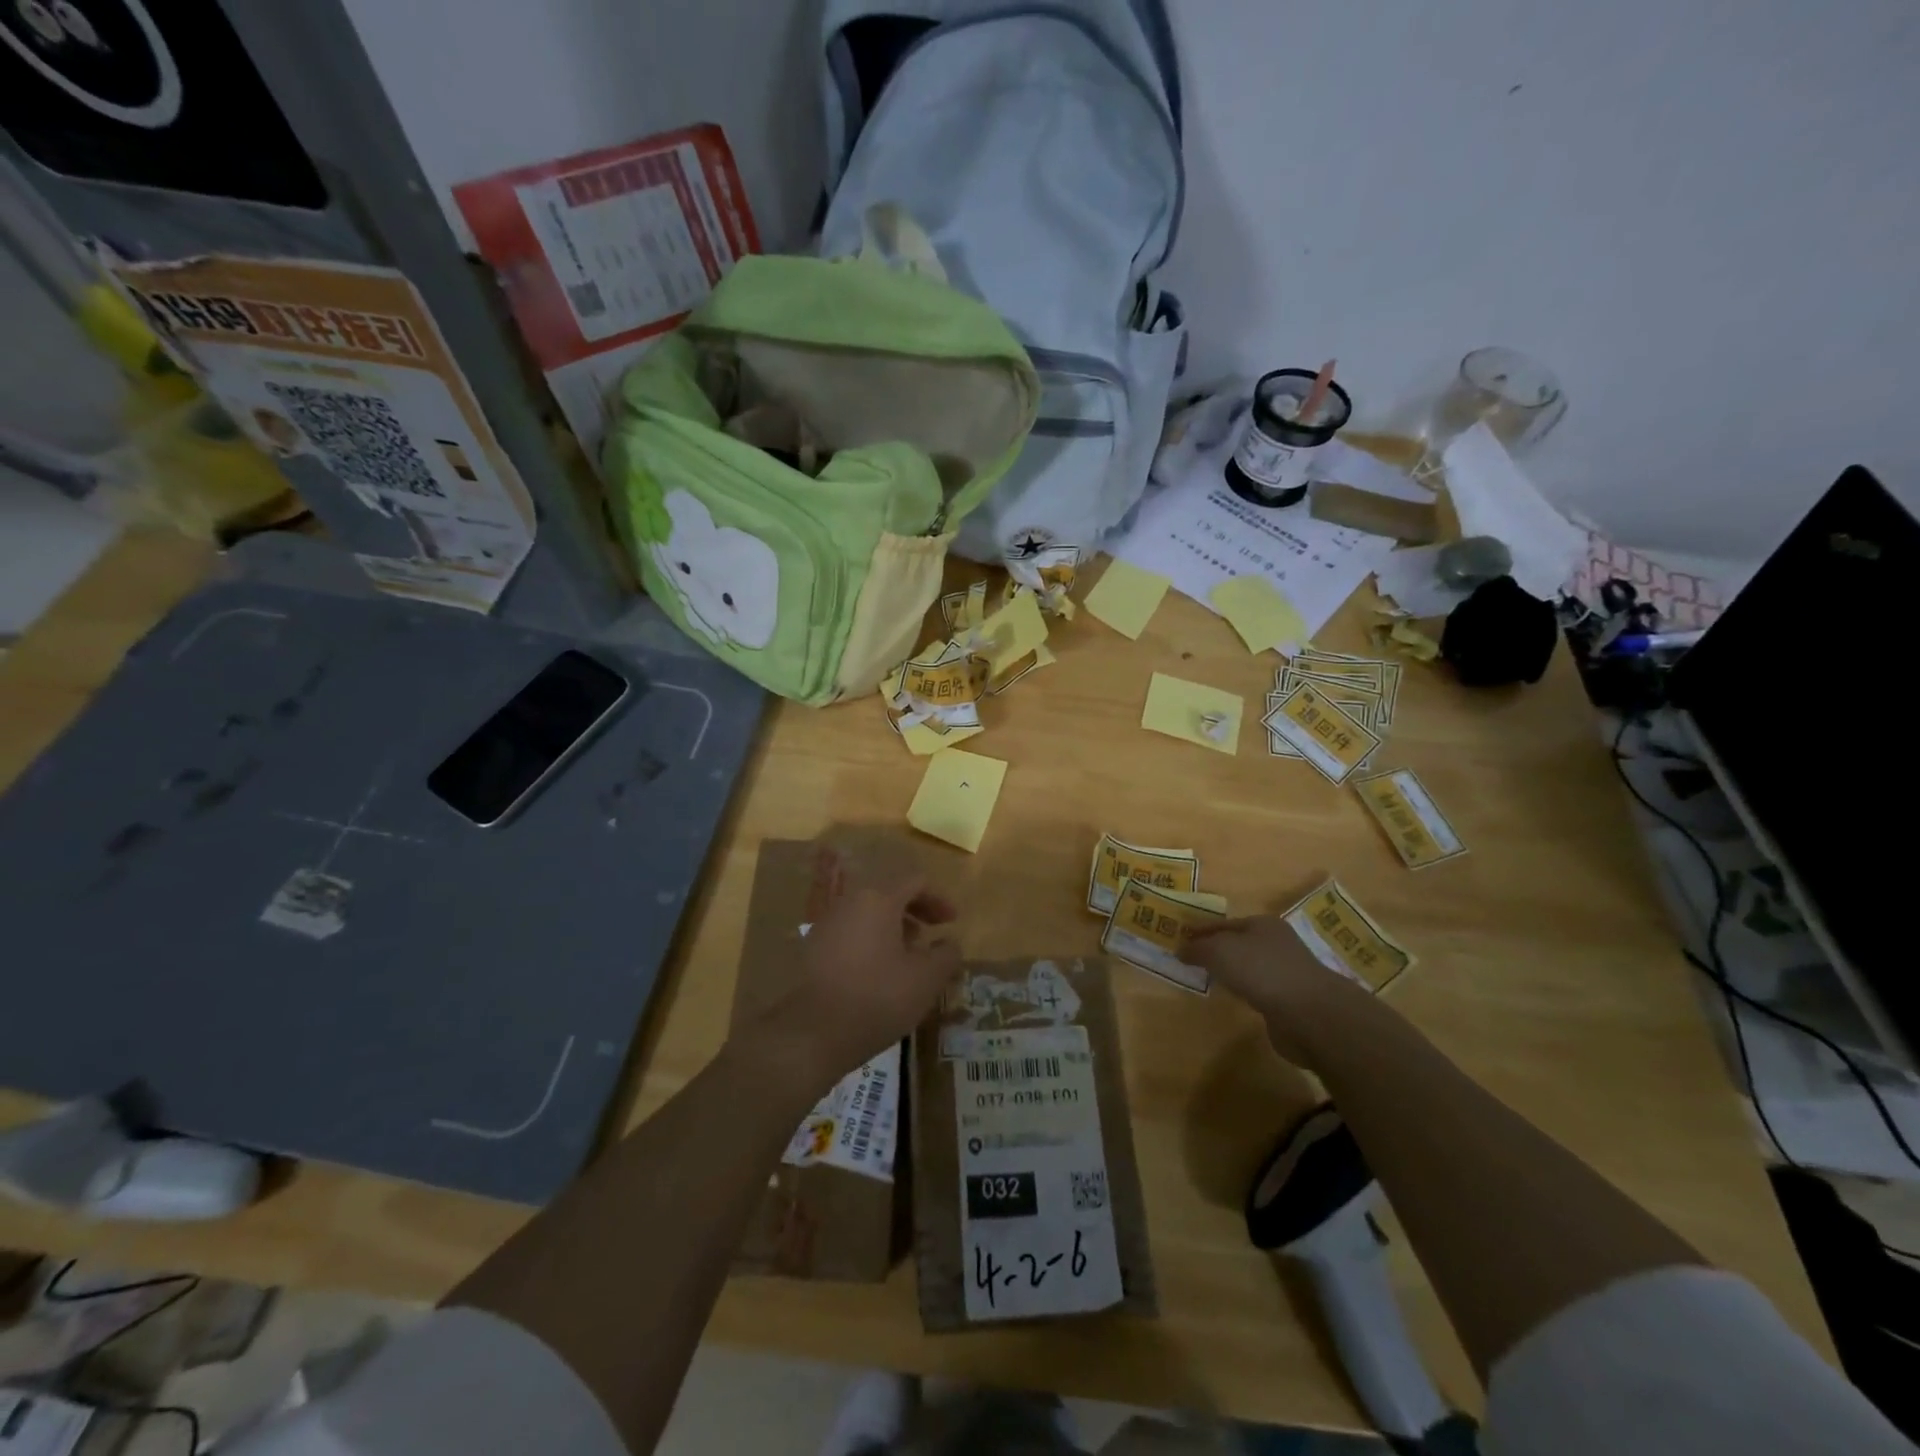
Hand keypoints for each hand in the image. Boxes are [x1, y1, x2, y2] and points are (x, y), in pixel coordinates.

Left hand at [741, 845, 960, 1094]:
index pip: (916, 882)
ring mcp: (826, 924)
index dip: (939, 899)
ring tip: (907, 959)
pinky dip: (870, 943)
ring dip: (893, 929)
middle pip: (889, 895)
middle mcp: (849, 902)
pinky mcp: (812, 948)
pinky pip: (850, 933)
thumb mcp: (926, 979)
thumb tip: (950, 943)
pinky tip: (878, 974)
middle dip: (915, 913)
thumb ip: (946, 955)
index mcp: (878, 899)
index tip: (952, 923)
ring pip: (868, 915)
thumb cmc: (878, 997)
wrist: (813, 1032)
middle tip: (932, 937)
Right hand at [1185, 914, 1380, 1068]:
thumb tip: (1180, 950)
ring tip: (1208, 981)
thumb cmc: (1262, 970)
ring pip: (1249, 967)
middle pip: (1237, 943)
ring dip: (1231, 973)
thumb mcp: (1219, 951)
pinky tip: (1235, 999)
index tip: (1178, 941)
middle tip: (1190, 962)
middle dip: (1215, 951)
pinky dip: (1245, 992)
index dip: (1200, 931)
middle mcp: (1276, 943)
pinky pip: (1259, 990)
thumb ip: (1197, 949)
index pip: (1223, 923)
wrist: (1311, 1014)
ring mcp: (1286, 972)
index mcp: (1262, 924)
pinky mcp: (1291, 1000)